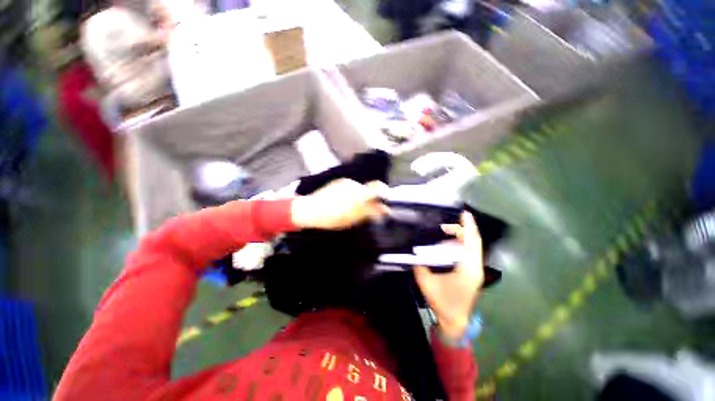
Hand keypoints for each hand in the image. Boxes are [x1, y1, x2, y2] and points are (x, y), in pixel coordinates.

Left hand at [291, 179, 388, 229]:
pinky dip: (351, 195)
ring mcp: (345, 182)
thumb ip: (370, 212)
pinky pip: (350, 188)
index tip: (384, 200)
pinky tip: (342, 203)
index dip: (384, 192)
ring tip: (349, 208)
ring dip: (359, 197)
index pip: (378, 187)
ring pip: (359, 189)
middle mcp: (354, 184)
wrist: (310, 209)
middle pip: (368, 190)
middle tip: (364, 211)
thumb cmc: (332, 217)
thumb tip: (384, 210)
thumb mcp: (353, 218)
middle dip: (369, 199)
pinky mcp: (339, 182)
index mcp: (359, 193)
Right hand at [414, 212, 483, 340]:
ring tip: (447, 231)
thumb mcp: (426, 283)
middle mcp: (475, 267)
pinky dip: (461, 245)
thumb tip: (414, 252)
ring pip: (472, 247)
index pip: (471, 243)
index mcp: (467, 269)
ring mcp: (475, 270)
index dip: (468, 227)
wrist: (455, 321)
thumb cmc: (442, 303)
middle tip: (446, 224)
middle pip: (474, 242)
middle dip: (463, 229)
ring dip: (462, 237)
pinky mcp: (472, 273)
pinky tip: (450, 243)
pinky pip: (469, 253)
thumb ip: (419, 265)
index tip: (464, 213)